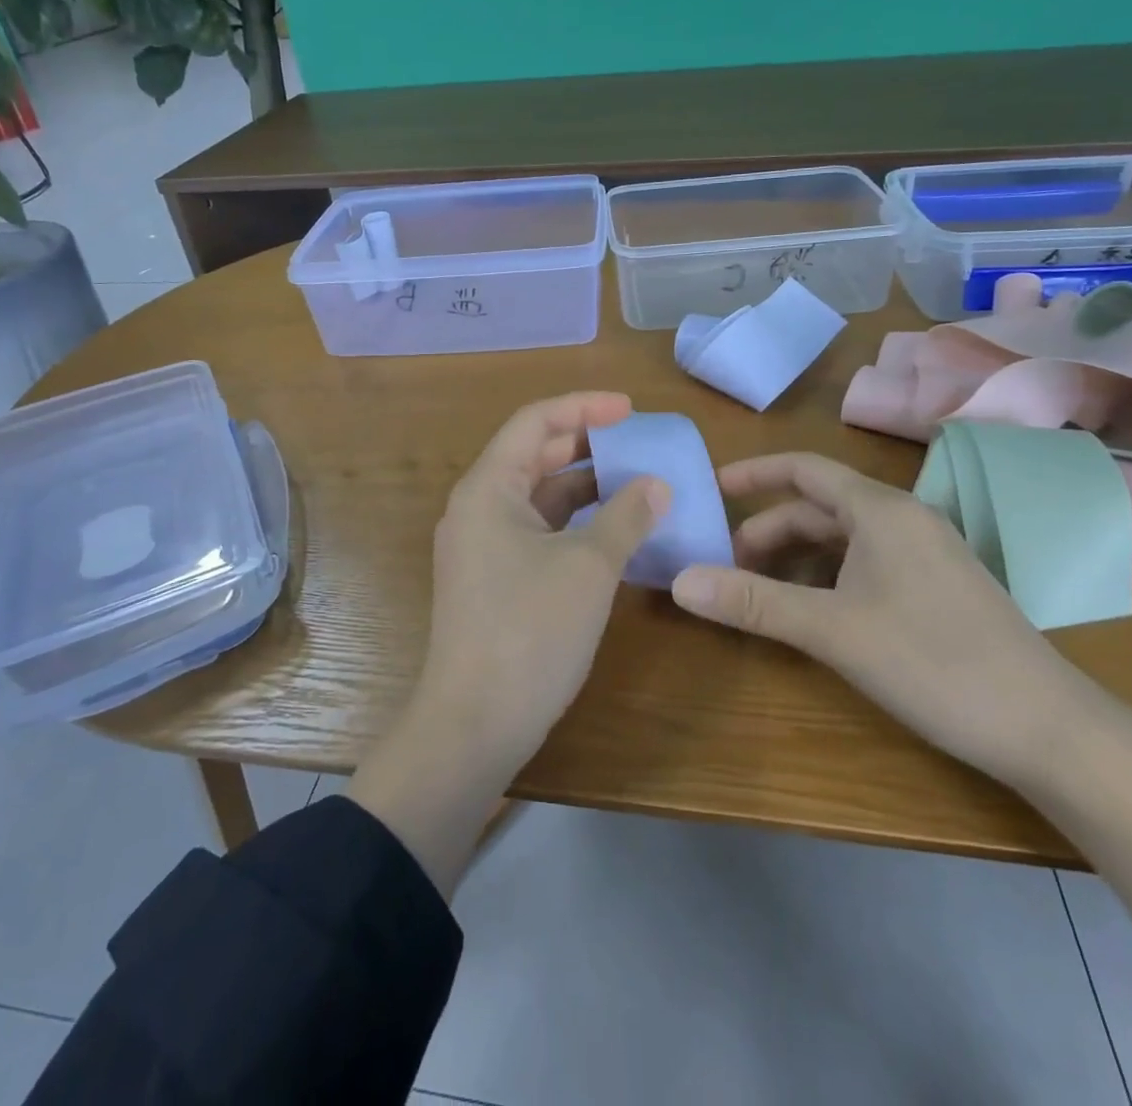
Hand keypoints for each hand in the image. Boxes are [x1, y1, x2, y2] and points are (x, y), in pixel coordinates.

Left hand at [418, 391, 668, 772]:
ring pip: (538, 497)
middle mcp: (477, 508)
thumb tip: (656, 485)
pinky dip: (573, 524)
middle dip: (587, 445)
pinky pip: (537, 531)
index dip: (584, 407)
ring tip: (636, 484)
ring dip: (584, 487)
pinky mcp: (493, 579)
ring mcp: (482, 546)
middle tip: (639, 445)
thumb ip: (626, 517)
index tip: (631, 409)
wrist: (475, 723)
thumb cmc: (530, 631)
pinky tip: (613, 532)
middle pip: (534, 456)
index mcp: (488, 488)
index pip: (535, 423)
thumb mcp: (588, 567)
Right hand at [668, 452, 1096, 783]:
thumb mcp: (832, 630)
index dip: (754, 473)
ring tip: (760, 590)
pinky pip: (867, 563)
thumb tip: (679, 582)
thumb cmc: (934, 662)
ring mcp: (926, 554)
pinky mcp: (938, 588)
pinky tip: (813, 610)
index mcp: (881, 511)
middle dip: (768, 529)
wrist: (1051, 729)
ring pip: (843, 538)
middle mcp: (904, 520)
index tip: (710, 488)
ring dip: (796, 556)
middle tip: (727, 565)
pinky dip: (828, 576)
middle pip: (819, 507)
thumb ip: (753, 602)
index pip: (804, 468)